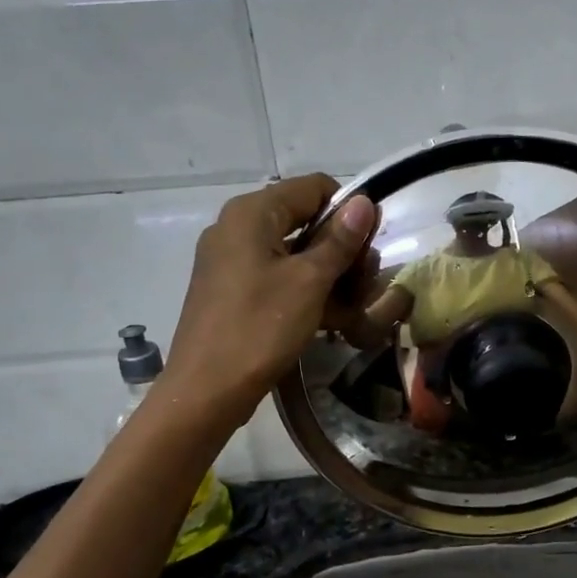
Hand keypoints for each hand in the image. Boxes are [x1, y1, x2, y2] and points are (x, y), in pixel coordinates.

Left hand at [162, 175, 376, 424]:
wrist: (207, 390)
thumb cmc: (260, 328)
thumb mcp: (310, 282)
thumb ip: (339, 240)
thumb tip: (363, 202)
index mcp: (252, 213)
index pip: (314, 188)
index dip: (349, 212)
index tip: (369, 248)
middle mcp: (238, 227)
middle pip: (306, 219)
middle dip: (341, 249)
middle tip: (363, 284)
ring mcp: (232, 260)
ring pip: (295, 251)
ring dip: (329, 274)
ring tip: (352, 307)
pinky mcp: (233, 289)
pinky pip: (278, 276)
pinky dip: (305, 290)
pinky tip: (328, 319)